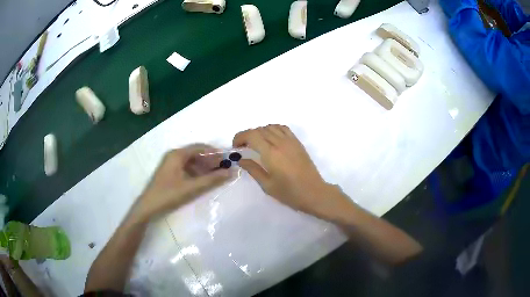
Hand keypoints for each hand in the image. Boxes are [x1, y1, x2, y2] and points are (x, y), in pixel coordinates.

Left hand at [132, 144, 229, 220]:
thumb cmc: (169, 194)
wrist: (149, 206)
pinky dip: (196, 171)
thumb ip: (212, 180)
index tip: (227, 159)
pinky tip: (202, 180)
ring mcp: (170, 163)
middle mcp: (174, 155)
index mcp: (177, 154)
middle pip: (196, 153)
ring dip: (204, 166)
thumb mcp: (192, 188)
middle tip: (223, 168)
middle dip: (210, 160)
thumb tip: (231, 172)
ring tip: (215, 175)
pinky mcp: (169, 172)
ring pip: (191, 161)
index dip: (215, 152)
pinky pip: (186, 167)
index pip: (200, 147)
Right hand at [233, 125, 346, 217]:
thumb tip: (241, 159)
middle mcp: (280, 143)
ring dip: (259, 132)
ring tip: (256, 143)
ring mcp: (290, 141)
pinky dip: (273, 129)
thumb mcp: (267, 185)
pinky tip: (270, 139)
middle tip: (243, 147)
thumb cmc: (290, 193)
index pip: (251, 135)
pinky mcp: (297, 142)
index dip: (240, 137)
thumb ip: (253, 169)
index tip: (236, 146)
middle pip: (259, 129)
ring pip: (270, 127)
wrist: (314, 193)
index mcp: (271, 154)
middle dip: (247, 135)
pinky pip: (283, 128)